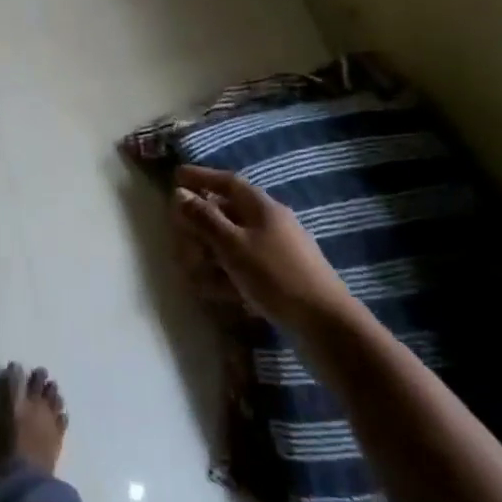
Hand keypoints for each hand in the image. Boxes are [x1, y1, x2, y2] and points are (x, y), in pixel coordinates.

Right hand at [172, 166, 350, 328]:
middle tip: (179, 233)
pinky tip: (215, 290)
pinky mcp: (280, 278)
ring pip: (234, 243)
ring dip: (210, 253)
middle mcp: (271, 224)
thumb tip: (180, 193)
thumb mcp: (233, 244)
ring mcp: (277, 251)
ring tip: (192, 269)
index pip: (228, 182)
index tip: (176, 176)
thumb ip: (204, 218)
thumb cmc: (275, 275)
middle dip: (201, 224)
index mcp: (262, 208)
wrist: (326, 325)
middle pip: (228, 214)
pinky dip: (226, 274)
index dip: (201, 177)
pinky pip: (245, 267)